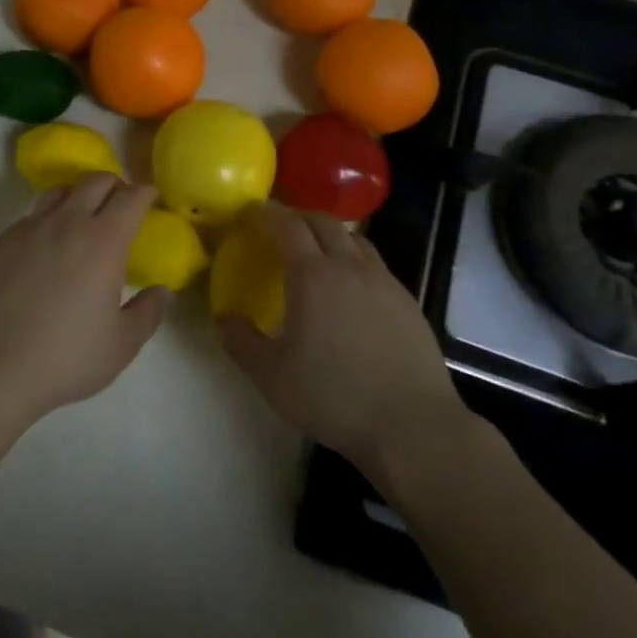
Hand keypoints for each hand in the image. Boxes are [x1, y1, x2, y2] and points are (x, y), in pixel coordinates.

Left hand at [0, 175, 168, 427]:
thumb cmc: (64, 358)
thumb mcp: (120, 345)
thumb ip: (148, 313)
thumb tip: (162, 292)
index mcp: (103, 241)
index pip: (132, 197)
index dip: (146, 193)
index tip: (153, 200)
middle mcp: (67, 222)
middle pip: (96, 181)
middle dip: (116, 186)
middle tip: (122, 207)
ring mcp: (29, 228)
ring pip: (60, 191)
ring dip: (80, 196)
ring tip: (84, 221)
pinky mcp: (1, 241)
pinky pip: (32, 215)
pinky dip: (49, 219)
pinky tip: (47, 250)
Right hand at [217, 206, 470, 478]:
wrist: (412, 425)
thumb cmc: (334, 396)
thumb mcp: (271, 376)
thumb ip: (241, 342)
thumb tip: (224, 319)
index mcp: (312, 276)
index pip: (287, 225)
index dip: (267, 214)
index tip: (252, 213)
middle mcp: (349, 267)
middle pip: (323, 222)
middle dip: (298, 217)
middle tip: (281, 228)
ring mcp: (384, 282)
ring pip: (355, 239)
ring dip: (331, 234)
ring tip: (317, 252)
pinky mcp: (408, 302)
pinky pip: (375, 265)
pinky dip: (355, 261)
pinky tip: (352, 289)